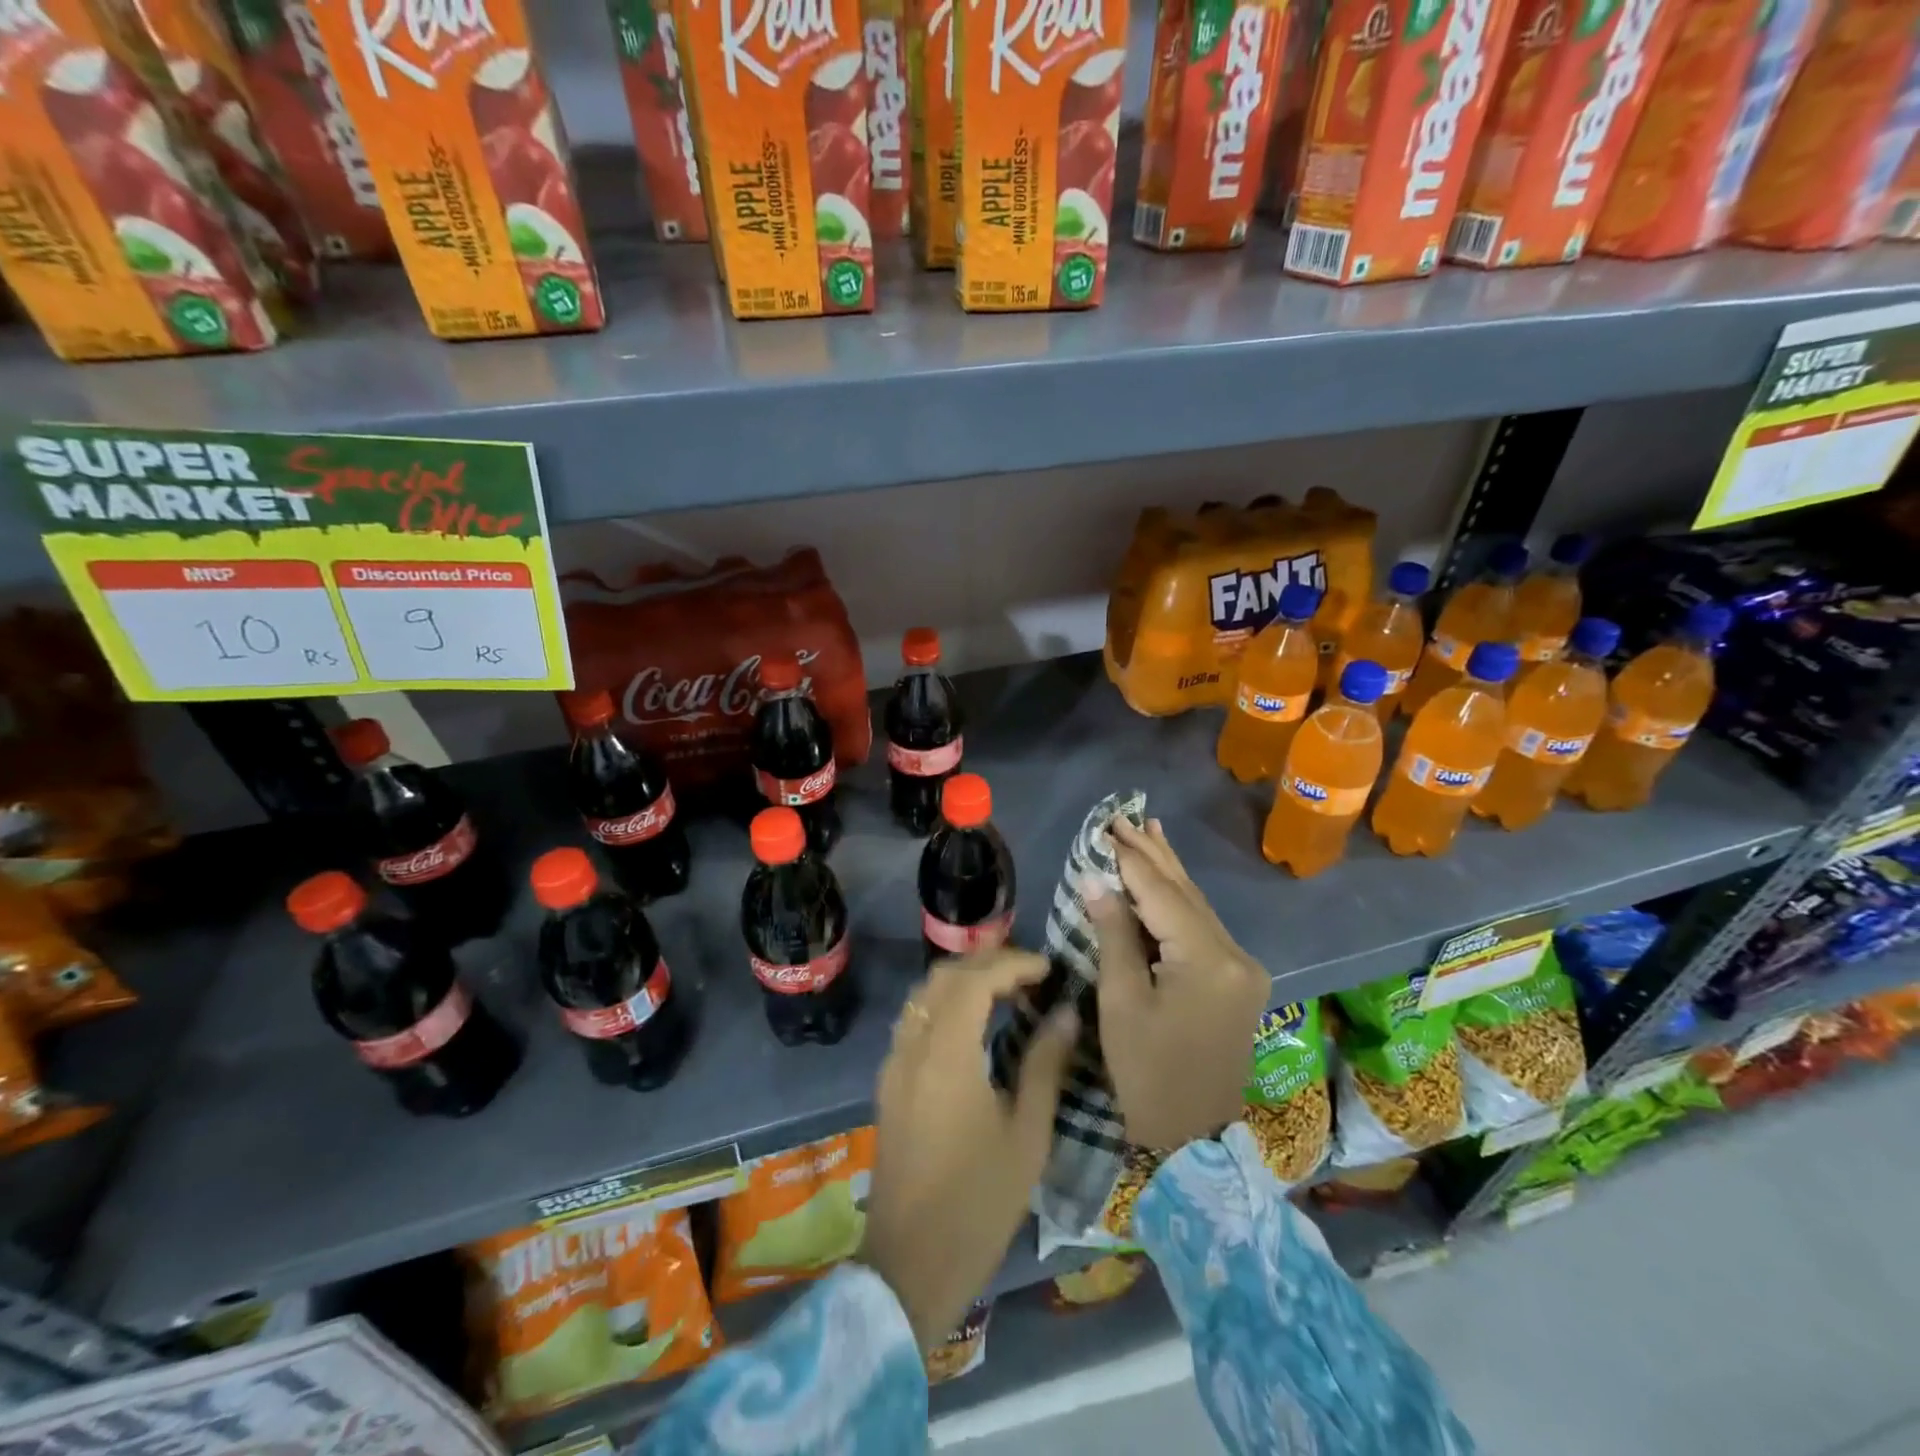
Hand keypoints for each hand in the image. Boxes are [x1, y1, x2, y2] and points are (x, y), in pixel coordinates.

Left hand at [859, 949, 1077, 1349]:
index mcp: (946, 1053)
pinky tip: (972, 1023)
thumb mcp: (1027, 1135)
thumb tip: (1065, 1013)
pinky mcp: (888, 1083)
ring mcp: (894, 1063)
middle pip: (944, 976)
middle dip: (987, 962)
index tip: (1048, 967)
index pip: (975, 978)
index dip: (1012, 963)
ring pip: (924, 994)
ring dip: (963, 979)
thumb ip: (1045, 1064)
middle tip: (1030, 972)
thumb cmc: (979, 1203)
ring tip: (1006, 990)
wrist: (910, 1265)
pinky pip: (914, 1019)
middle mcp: (912, 1046)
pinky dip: (944, 1003)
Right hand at [1086, 817, 1268, 1150]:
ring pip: (1197, 906)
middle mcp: (1236, 954)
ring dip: (1167, 870)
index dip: (1130, 859)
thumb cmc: (1147, 1073)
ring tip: (1148, 830)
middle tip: (1123, 817)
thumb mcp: (1121, 1002)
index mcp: (1208, 960)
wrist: (1193, 1138)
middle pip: (1185, 892)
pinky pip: (1203, 926)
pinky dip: (1178, 900)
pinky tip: (1167, 876)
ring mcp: (1243, 966)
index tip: (1105, 827)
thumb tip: (1097, 879)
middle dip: (1152, 853)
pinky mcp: (1239, 979)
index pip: (1161, 893)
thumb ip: (1114, 934)